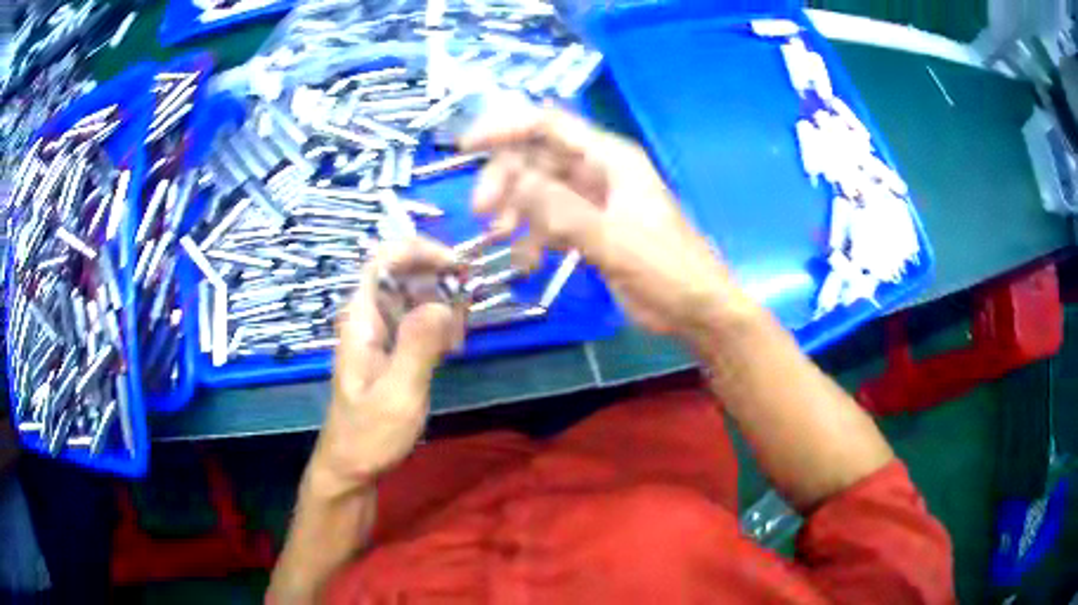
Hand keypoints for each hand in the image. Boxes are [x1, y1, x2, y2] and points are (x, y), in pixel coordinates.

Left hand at [310, 238, 464, 495]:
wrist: (351, 467)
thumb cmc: (369, 434)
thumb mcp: (397, 394)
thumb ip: (418, 346)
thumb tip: (443, 303)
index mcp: (361, 320)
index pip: (383, 260)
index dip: (418, 250)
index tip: (456, 266)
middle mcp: (368, 318)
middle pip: (402, 273)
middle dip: (438, 279)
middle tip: (466, 307)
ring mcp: (379, 334)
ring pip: (413, 296)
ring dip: (442, 305)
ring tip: (457, 338)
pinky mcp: (391, 350)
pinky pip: (417, 321)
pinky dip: (438, 325)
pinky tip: (451, 348)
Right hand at [460, 106, 754, 343]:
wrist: (697, 310)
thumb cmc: (668, 271)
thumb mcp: (614, 241)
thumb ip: (562, 211)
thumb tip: (512, 179)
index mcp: (611, 159)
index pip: (550, 125)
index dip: (506, 127)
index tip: (467, 147)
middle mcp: (599, 170)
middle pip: (538, 156)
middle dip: (507, 179)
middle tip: (484, 213)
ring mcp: (595, 200)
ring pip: (540, 189)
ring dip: (516, 209)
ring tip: (501, 238)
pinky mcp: (592, 227)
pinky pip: (550, 219)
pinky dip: (533, 235)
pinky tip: (527, 260)